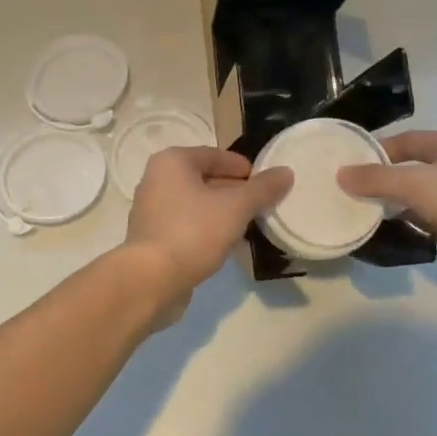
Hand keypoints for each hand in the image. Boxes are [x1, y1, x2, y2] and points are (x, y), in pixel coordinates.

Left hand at [120, 146, 292, 316]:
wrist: (151, 280)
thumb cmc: (193, 232)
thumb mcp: (235, 207)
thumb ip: (262, 189)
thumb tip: (286, 172)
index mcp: (172, 161)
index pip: (215, 155)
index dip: (242, 167)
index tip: (265, 183)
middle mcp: (156, 179)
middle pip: (204, 178)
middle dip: (233, 191)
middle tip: (260, 205)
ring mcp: (151, 210)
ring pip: (195, 203)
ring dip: (221, 211)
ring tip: (247, 225)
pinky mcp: (152, 237)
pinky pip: (186, 224)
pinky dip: (206, 228)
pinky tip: (225, 244)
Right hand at [336, 130, 436, 300]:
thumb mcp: (419, 186)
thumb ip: (378, 180)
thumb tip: (340, 174)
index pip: (404, 140)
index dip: (376, 151)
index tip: (347, 167)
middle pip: (413, 169)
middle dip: (385, 182)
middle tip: (352, 196)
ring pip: (425, 198)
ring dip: (402, 207)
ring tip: (370, 219)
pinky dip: (422, 228)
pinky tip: (405, 238)